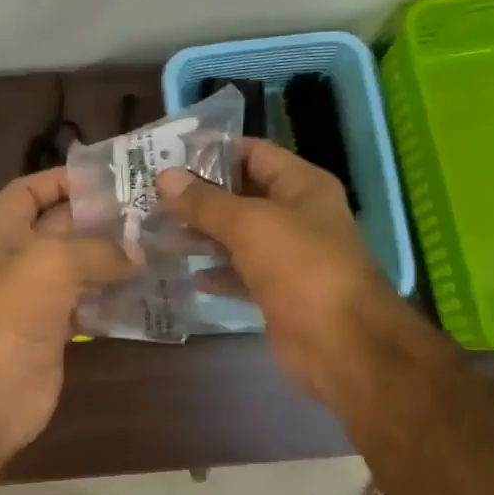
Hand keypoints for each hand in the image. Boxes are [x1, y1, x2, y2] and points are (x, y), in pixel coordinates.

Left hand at [0, 168, 139, 461]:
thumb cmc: (11, 313)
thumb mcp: (52, 263)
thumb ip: (98, 249)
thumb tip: (137, 254)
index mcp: (2, 232)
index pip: (30, 190)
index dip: (63, 179)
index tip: (109, 177)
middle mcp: (18, 259)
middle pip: (62, 226)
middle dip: (100, 217)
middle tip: (150, 210)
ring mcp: (37, 296)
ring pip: (80, 265)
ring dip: (113, 257)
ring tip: (158, 244)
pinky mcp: (56, 328)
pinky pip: (90, 301)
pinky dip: (114, 295)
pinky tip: (148, 288)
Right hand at [159, 139, 400, 397]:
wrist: (341, 343)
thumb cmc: (300, 267)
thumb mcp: (249, 225)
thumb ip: (205, 202)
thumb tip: (165, 177)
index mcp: (302, 185)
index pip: (253, 153)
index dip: (213, 151)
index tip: (168, 155)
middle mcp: (297, 215)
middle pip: (243, 195)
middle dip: (200, 196)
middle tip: (152, 196)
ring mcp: (288, 256)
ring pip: (238, 236)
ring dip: (202, 234)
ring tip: (157, 230)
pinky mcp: (277, 292)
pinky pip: (240, 273)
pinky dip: (215, 271)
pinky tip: (184, 271)